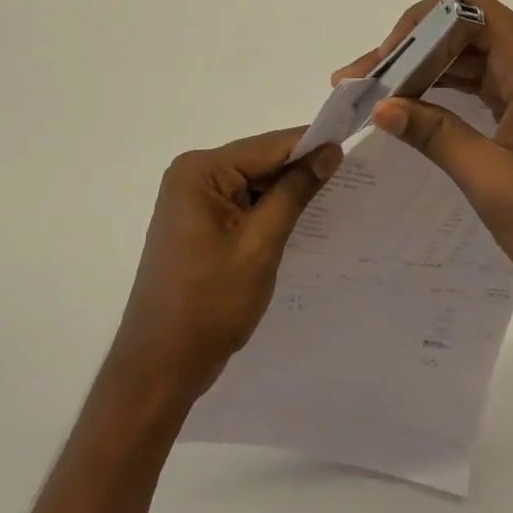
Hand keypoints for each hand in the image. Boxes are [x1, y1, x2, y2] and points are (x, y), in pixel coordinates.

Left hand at [109, 129, 342, 401]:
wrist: (160, 367)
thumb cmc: (209, 304)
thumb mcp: (260, 244)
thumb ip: (294, 192)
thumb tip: (329, 151)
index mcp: (200, 171)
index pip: (268, 146)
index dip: (311, 145)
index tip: (351, 147)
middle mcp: (192, 176)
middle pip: (259, 162)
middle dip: (299, 171)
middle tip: (349, 176)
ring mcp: (191, 202)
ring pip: (252, 185)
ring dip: (285, 194)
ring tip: (333, 199)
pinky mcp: (196, 225)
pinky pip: (241, 205)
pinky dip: (267, 212)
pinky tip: (298, 223)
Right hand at [334, 0, 512, 312]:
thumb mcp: (492, 181)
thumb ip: (435, 136)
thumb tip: (381, 107)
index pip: (466, 6)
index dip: (418, 23)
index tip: (385, 63)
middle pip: (462, 28)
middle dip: (410, 48)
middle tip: (365, 82)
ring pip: (468, 57)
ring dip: (423, 70)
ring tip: (377, 96)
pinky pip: (480, 84)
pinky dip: (444, 92)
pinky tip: (414, 112)